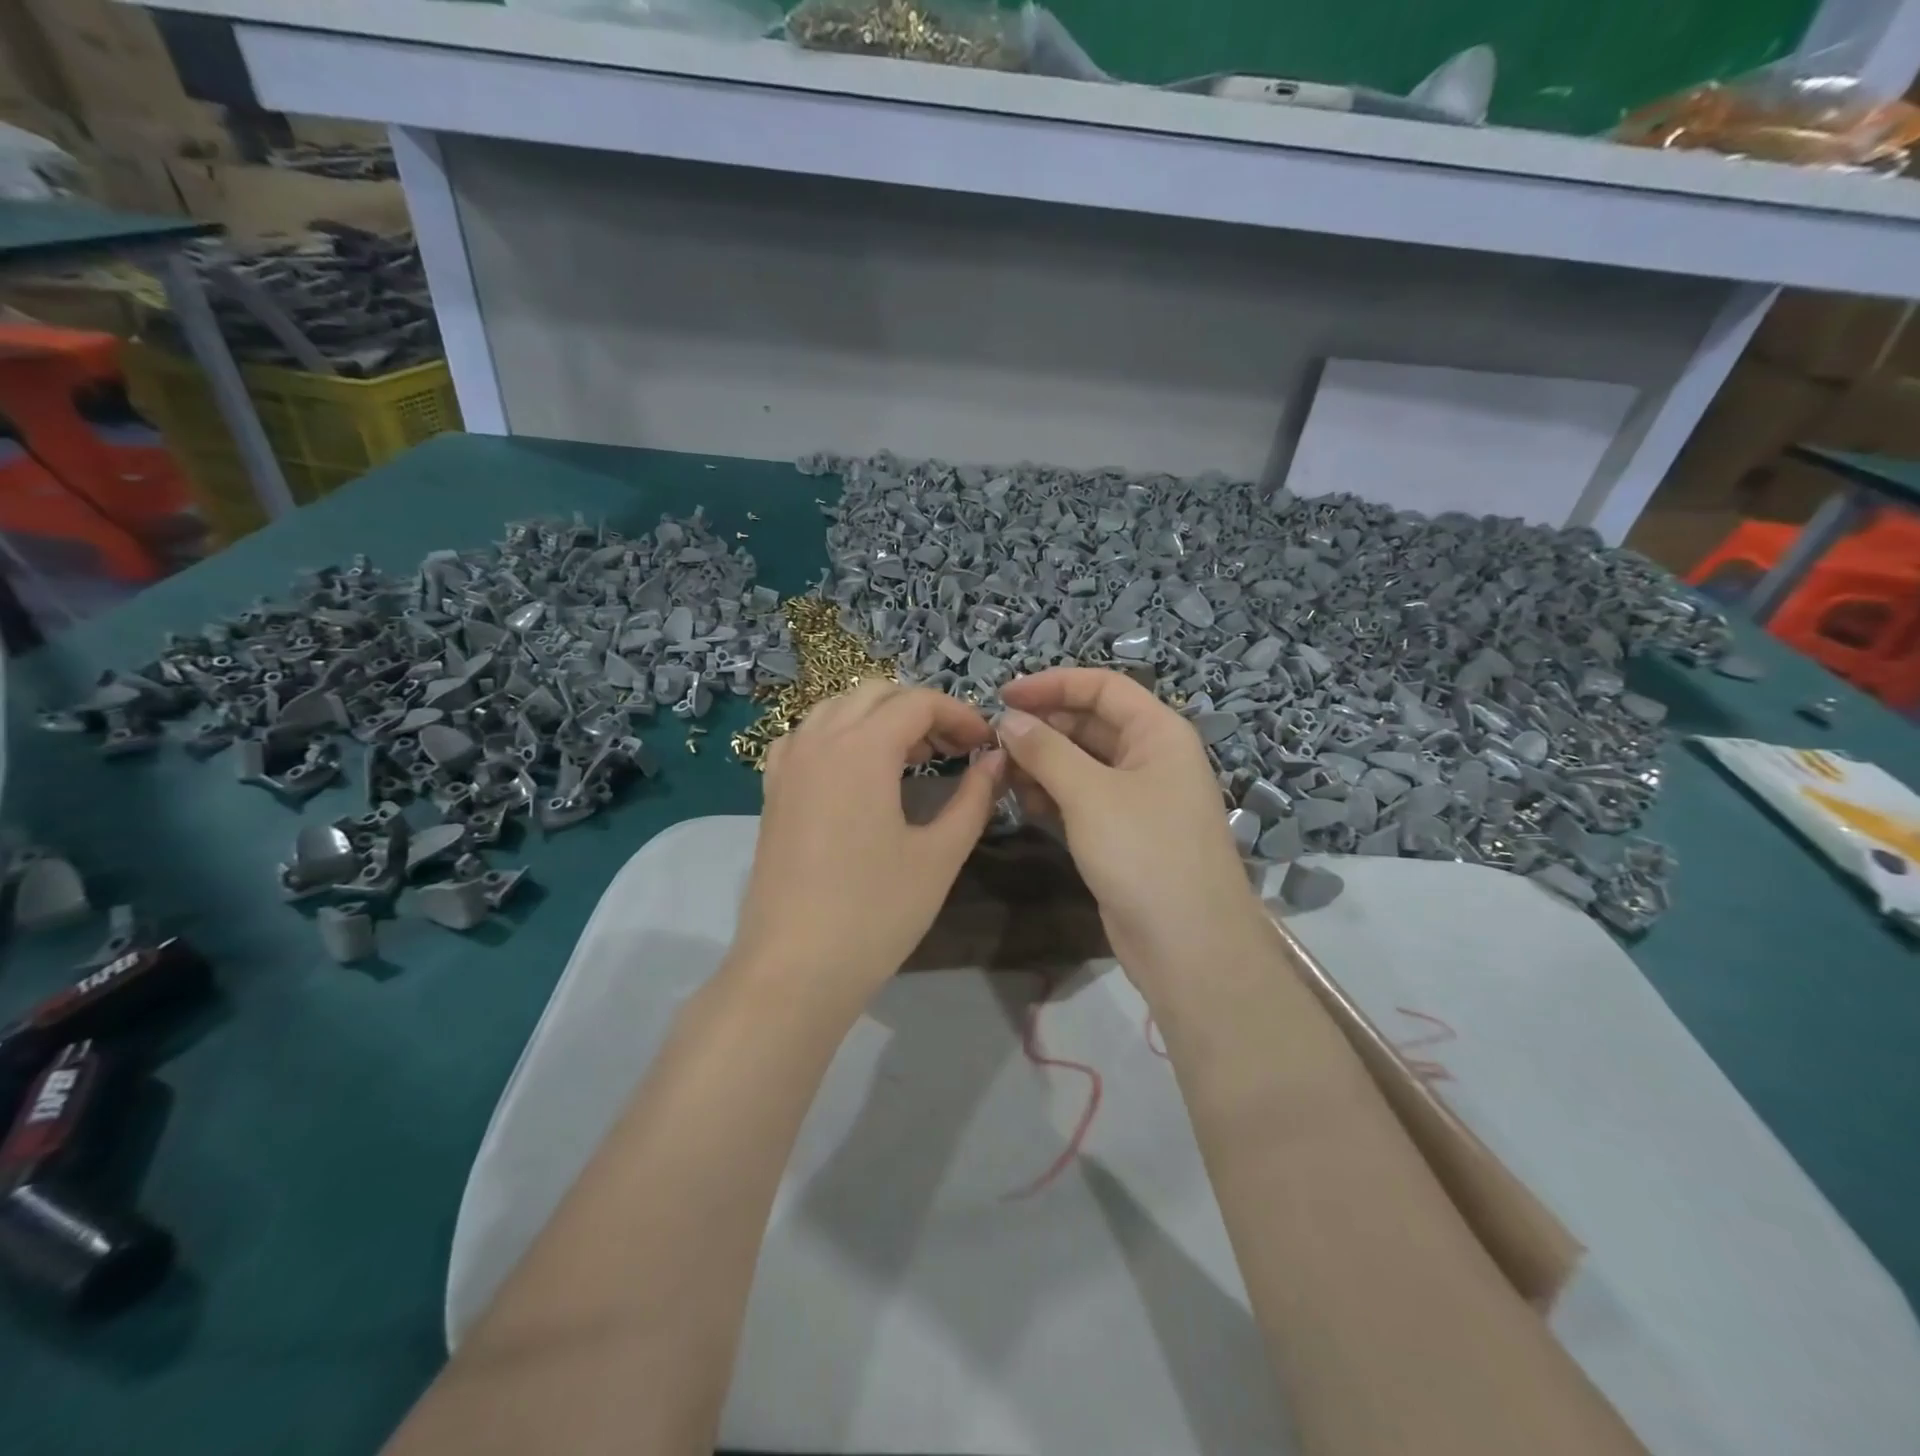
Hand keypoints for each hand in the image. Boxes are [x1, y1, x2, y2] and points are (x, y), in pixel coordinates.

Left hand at [729, 679, 1004, 1004]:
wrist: (794, 969)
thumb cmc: (876, 912)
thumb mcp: (940, 855)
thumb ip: (974, 798)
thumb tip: (996, 760)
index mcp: (862, 748)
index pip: (917, 702)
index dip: (959, 714)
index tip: (985, 744)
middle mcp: (819, 740)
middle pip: (875, 694)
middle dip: (920, 710)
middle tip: (953, 749)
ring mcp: (788, 764)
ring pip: (837, 708)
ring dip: (879, 718)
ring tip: (911, 758)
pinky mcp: (772, 791)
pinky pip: (806, 737)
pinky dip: (838, 735)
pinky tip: (856, 771)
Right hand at [997, 669, 1270, 995]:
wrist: (1188, 945)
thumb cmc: (1144, 853)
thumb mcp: (1090, 794)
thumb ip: (1045, 751)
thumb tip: (1008, 720)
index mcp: (1158, 733)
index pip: (1103, 688)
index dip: (1053, 684)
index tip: (1003, 695)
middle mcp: (1151, 758)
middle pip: (1090, 724)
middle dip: (1043, 727)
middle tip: (994, 742)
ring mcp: (1138, 798)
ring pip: (1082, 763)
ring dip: (1043, 763)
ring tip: (1002, 774)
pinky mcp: (1122, 833)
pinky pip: (1082, 798)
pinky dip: (1053, 795)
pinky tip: (1023, 803)